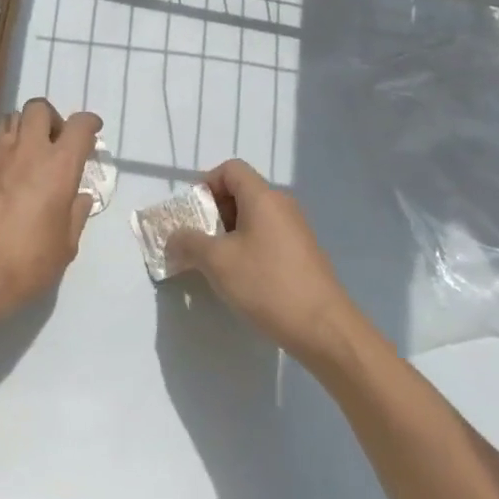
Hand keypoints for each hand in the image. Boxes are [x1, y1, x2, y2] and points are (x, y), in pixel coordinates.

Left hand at [0, 98, 101, 331]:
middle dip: (53, 118)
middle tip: (58, 143)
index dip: (89, 123)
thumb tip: (79, 197)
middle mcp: (28, 150)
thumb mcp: (65, 246)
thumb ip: (76, 215)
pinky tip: (13, 168)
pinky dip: (9, 140)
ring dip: (28, 126)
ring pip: (14, 117)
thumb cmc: (26, 262)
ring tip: (34, 153)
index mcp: (58, 166)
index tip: (93, 131)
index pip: (79, 126)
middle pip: (40, 108)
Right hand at [165, 159, 359, 366]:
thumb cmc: (267, 285)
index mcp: (263, 197)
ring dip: (229, 233)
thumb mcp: (217, 262)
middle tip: (199, 242)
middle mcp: (282, 205)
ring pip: (254, 217)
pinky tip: (243, 279)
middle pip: (241, 192)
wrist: (325, 330)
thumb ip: (189, 243)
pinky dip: (248, 247)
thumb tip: (173, 238)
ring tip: (217, 264)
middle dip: (214, 213)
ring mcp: (296, 230)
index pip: (230, 169)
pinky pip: (268, 237)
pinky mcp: (303, 254)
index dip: (206, 184)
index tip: (193, 215)